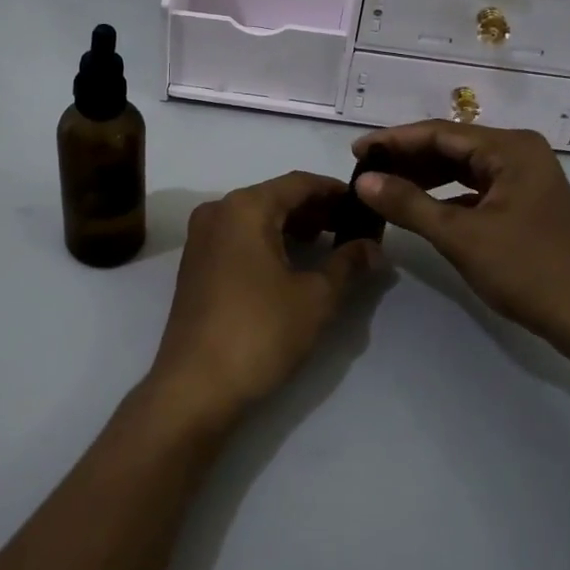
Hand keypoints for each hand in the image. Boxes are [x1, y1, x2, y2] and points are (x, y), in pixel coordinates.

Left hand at [146, 172, 380, 428]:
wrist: (195, 386)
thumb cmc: (260, 332)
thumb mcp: (316, 297)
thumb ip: (348, 263)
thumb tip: (374, 247)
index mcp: (245, 207)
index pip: (299, 183)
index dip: (335, 191)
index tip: (365, 204)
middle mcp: (218, 211)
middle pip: (276, 196)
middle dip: (316, 210)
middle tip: (353, 227)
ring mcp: (202, 237)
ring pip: (257, 217)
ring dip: (294, 226)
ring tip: (330, 244)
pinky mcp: (196, 264)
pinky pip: (240, 237)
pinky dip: (270, 241)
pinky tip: (294, 262)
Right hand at [351, 122, 569, 357]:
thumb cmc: (529, 270)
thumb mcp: (461, 236)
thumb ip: (409, 204)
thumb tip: (363, 180)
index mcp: (510, 148)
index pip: (439, 132)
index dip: (393, 140)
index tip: (356, 150)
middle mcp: (519, 153)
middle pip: (451, 146)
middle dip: (407, 159)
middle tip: (365, 172)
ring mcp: (526, 179)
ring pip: (463, 168)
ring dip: (425, 177)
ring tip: (384, 188)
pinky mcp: (527, 204)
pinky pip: (476, 189)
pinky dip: (446, 196)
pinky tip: (421, 209)